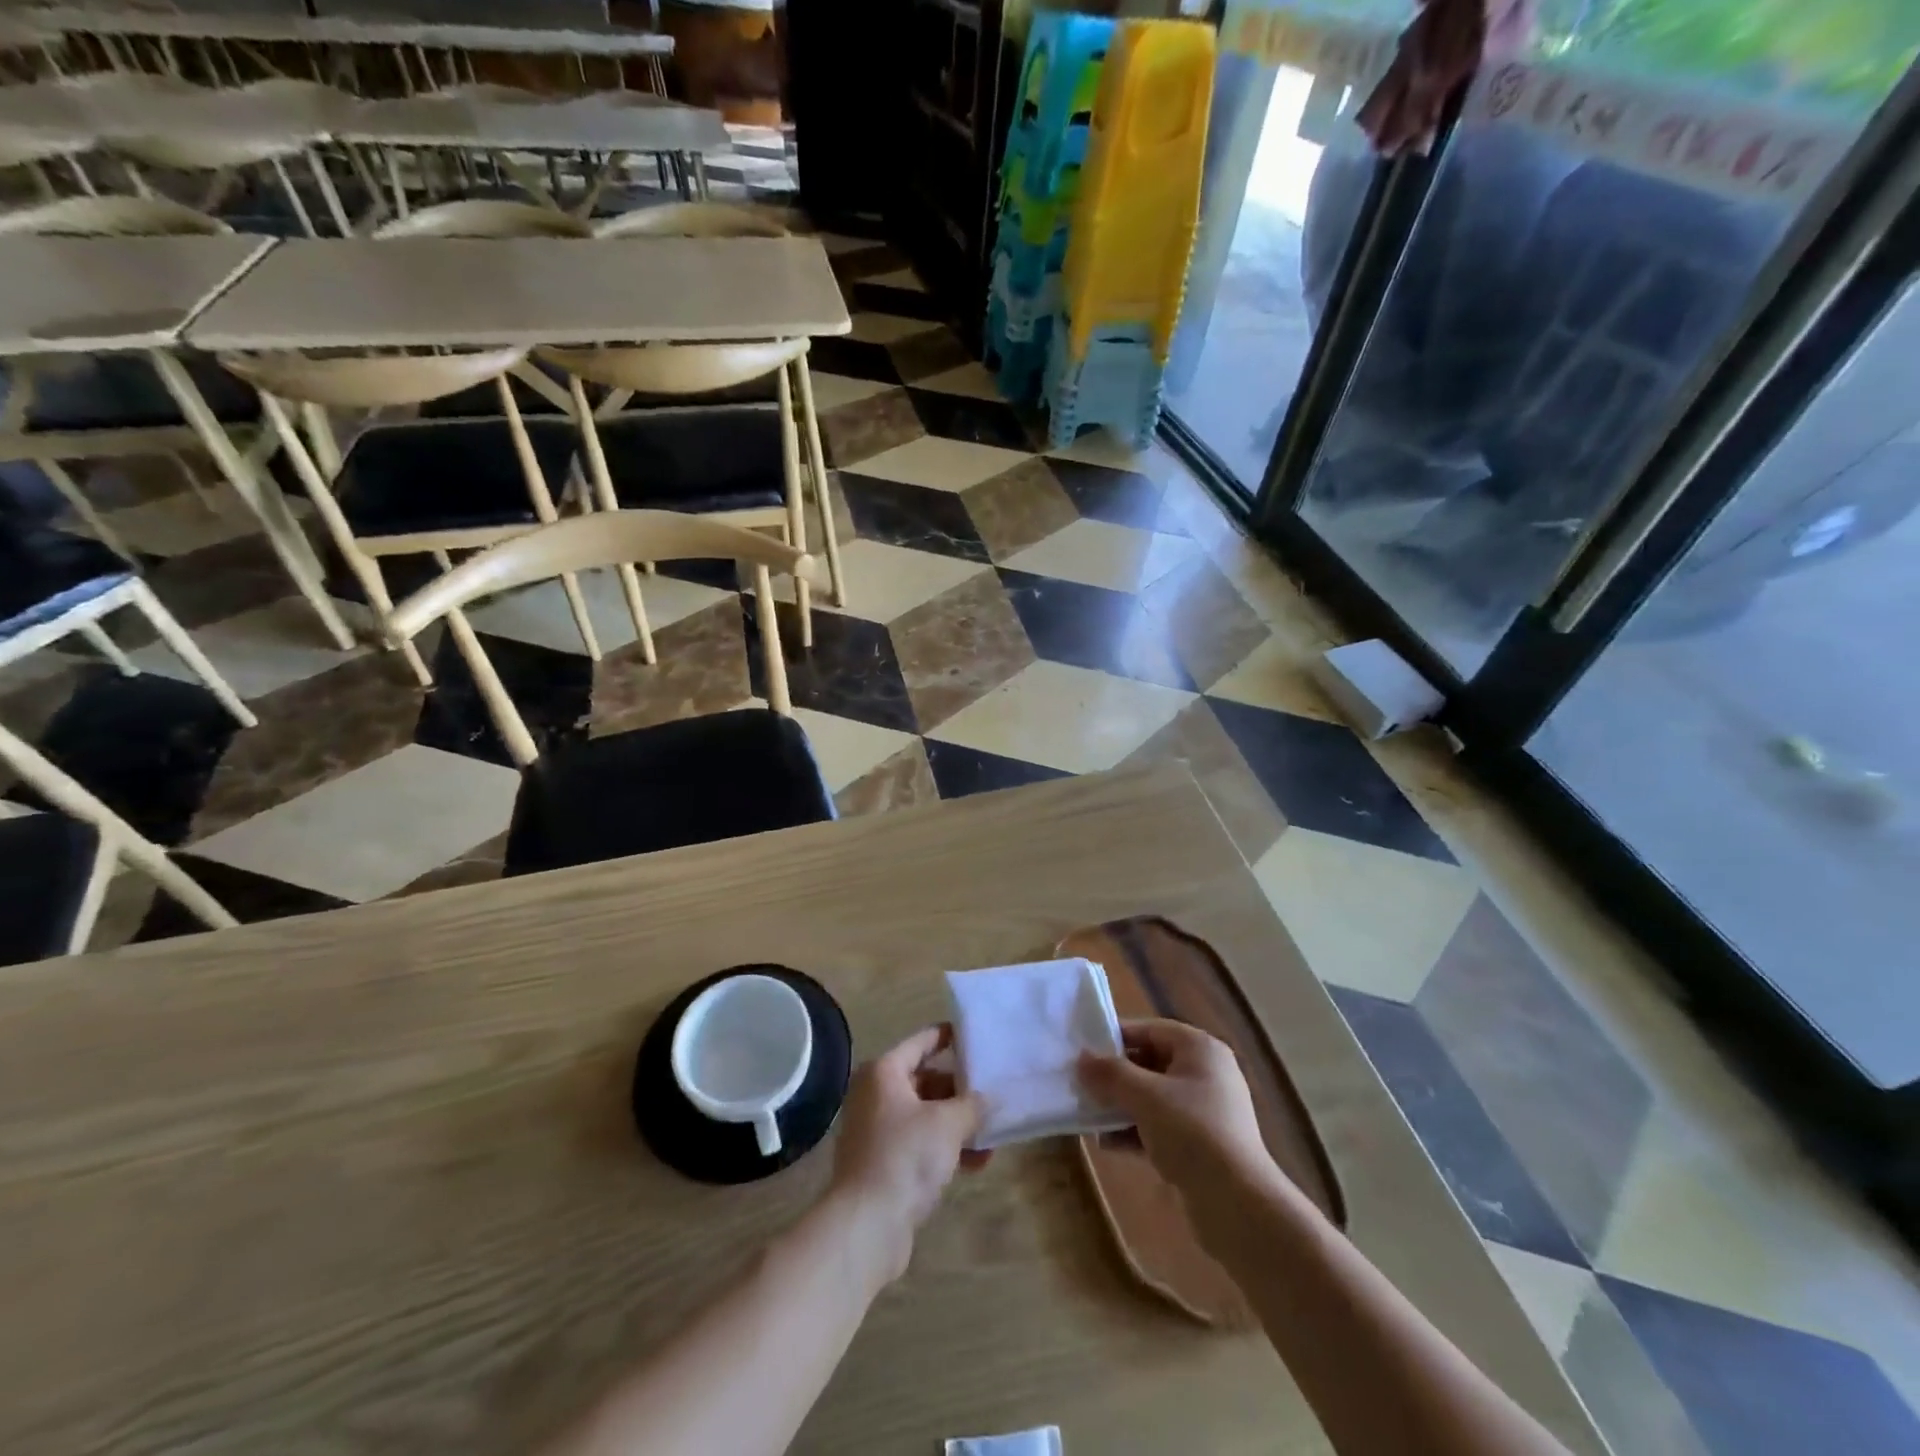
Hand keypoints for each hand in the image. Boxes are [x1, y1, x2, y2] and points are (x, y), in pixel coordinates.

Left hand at [829, 1025, 985, 1280]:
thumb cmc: (905, 1156)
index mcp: (883, 1072)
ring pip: (925, 1116)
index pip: (921, 1042)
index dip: (948, 1036)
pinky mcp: (882, 1164)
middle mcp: (875, 1095)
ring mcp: (876, 1131)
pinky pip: (919, 1144)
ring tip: (991, 1138)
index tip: (975, 1036)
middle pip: (925, 1080)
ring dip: (957, 1125)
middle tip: (992, 1095)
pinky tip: (976, 1164)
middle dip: (960, 1091)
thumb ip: (973, 1105)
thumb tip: (990, 1098)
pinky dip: (945, 1148)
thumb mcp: (948, 1124)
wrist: (866, 1225)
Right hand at [1078, 1019, 1275, 1198]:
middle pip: (1150, 1062)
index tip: (1083, 1050)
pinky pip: (1161, 1125)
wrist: (1239, 1206)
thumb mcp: (1145, 1097)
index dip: (1116, 1037)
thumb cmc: (1192, 1133)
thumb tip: (1080, 1058)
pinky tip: (1108, 1144)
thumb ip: (1110, 1074)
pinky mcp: (1201, 1144)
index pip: (1150, 1029)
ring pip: (1153, 1096)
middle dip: (1116, 1076)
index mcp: (1200, 1049)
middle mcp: (1205, 1073)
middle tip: (1082, 1084)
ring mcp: (1205, 1110)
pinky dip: (1136, 1130)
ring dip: (1121, 1105)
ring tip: (1089, 1116)